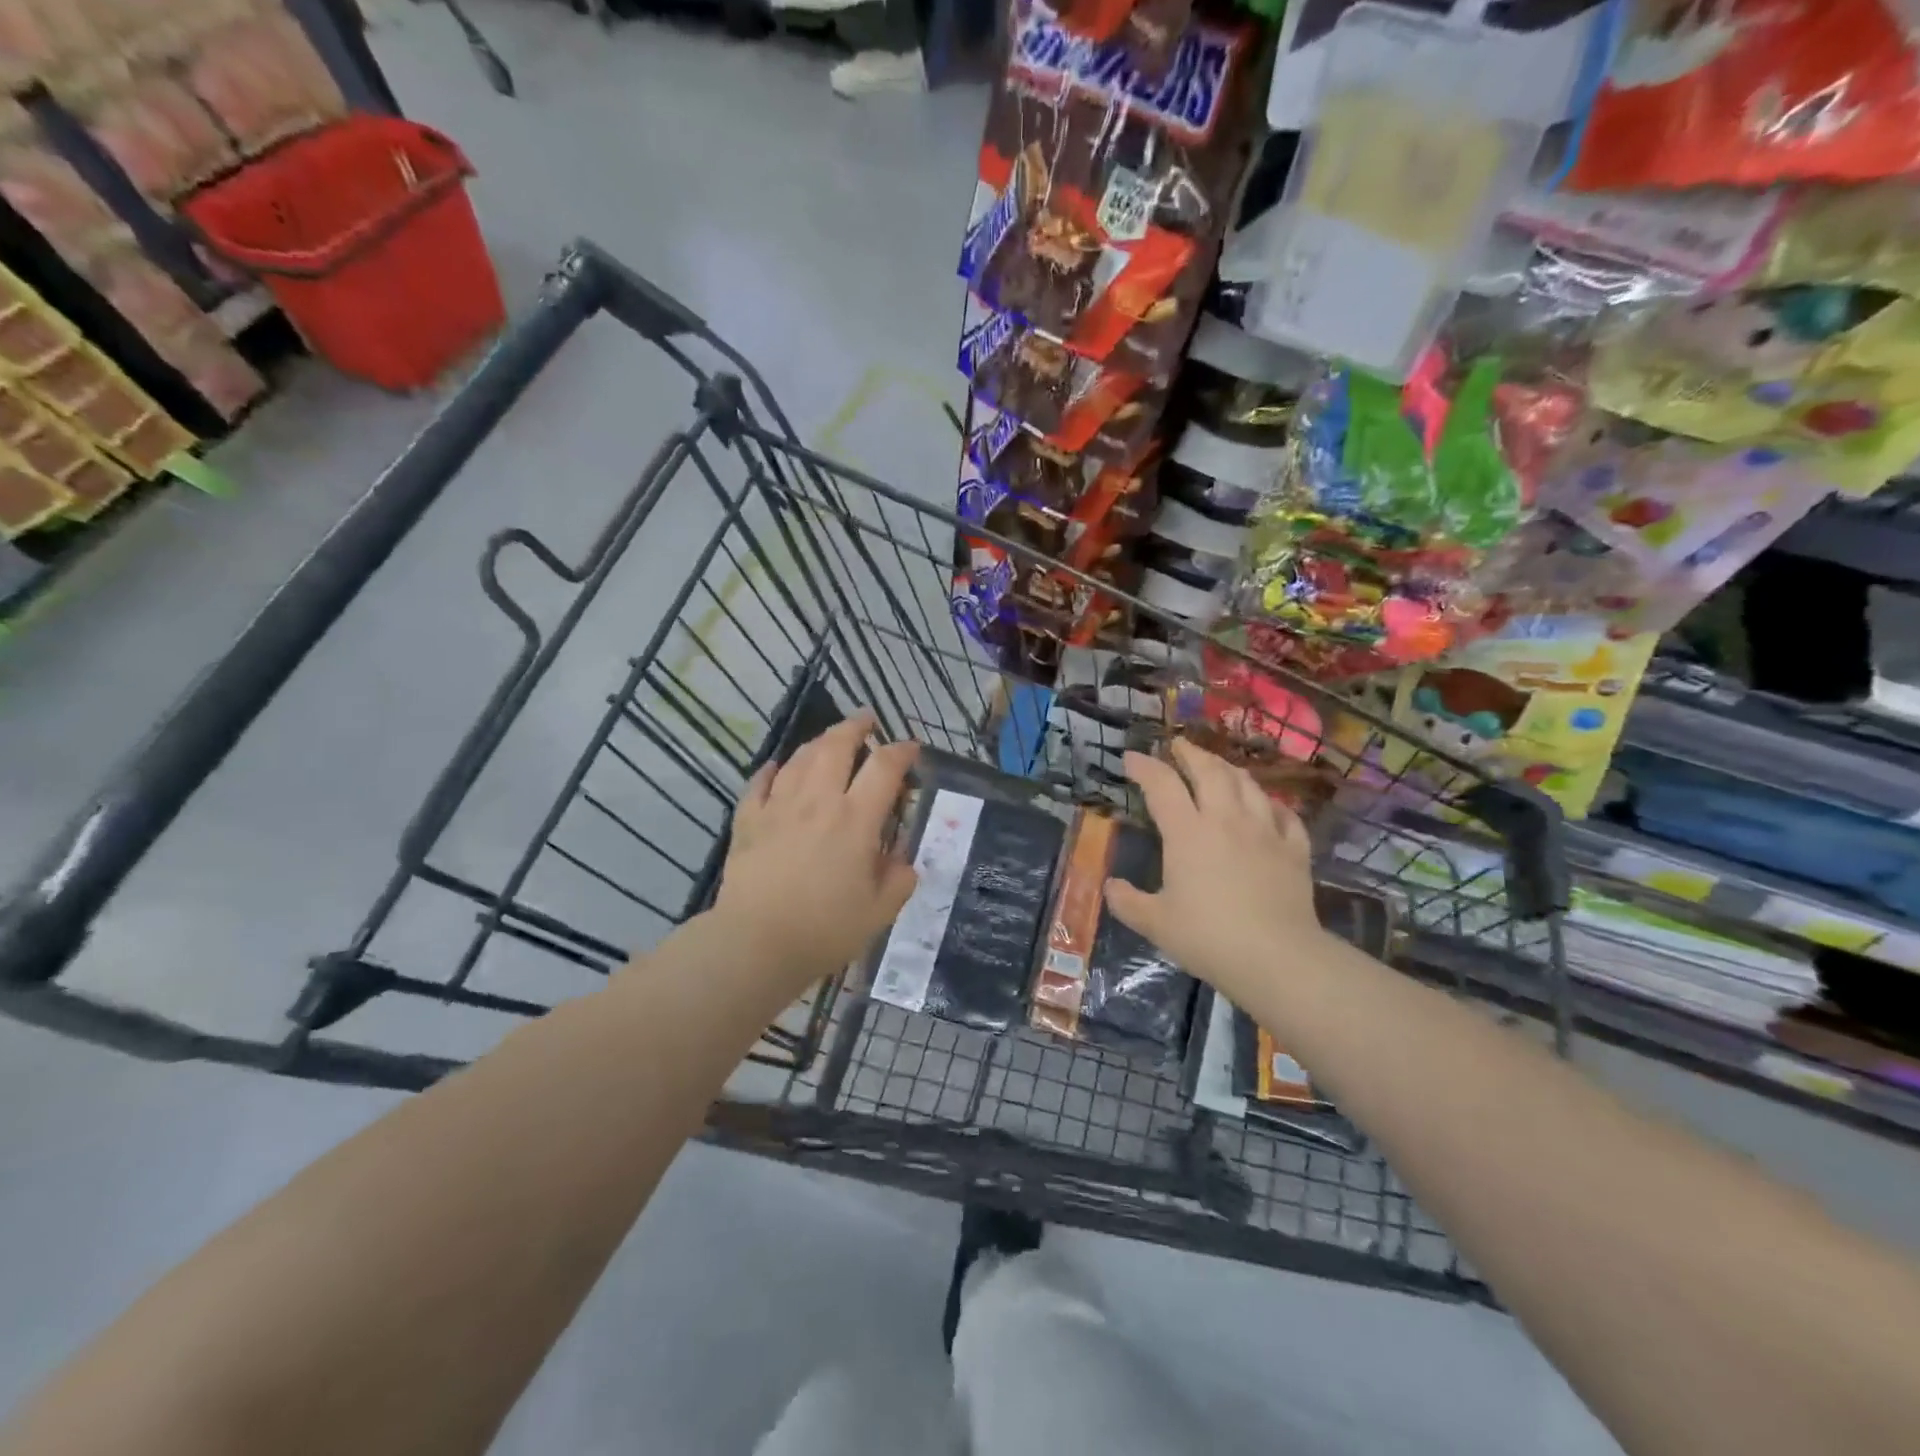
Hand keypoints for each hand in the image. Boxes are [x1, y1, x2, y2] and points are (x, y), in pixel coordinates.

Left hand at [712, 711, 919, 992]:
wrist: (756, 943)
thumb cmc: (825, 929)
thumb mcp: (880, 911)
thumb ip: (899, 879)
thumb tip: (903, 861)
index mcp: (855, 819)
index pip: (884, 767)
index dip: (902, 751)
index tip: (911, 748)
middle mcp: (818, 801)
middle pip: (836, 746)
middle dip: (855, 727)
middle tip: (866, 720)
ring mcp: (779, 807)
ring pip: (800, 758)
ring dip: (818, 742)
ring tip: (829, 741)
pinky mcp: (749, 821)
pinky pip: (760, 784)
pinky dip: (772, 770)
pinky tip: (777, 768)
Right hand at [1104, 739, 1323, 1002]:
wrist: (1277, 958)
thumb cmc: (1208, 937)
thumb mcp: (1155, 923)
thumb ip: (1127, 902)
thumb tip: (1111, 886)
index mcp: (1187, 832)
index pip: (1162, 784)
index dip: (1144, 766)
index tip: (1131, 758)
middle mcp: (1226, 819)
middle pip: (1210, 770)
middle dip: (1191, 753)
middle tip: (1179, 745)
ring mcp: (1265, 831)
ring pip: (1248, 784)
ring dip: (1229, 769)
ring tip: (1219, 766)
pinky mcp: (1295, 849)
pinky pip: (1285, 814)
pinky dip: (1271, 804)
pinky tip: (1267, 807)